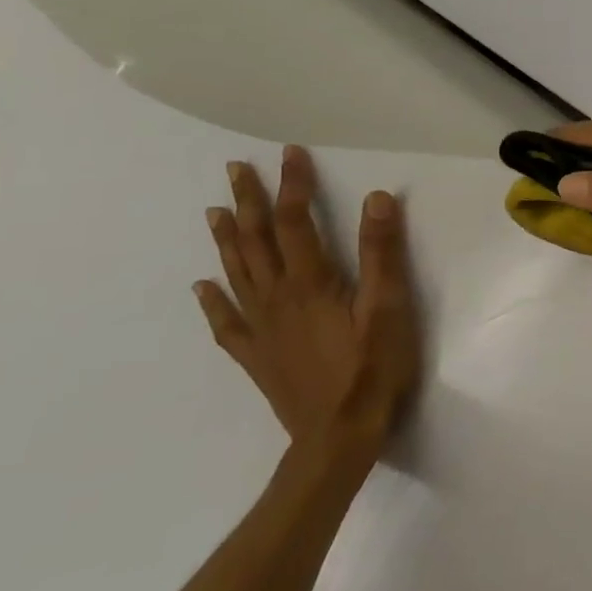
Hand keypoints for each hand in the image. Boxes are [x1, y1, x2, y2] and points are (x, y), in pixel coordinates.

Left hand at [195, 145, 419, 463]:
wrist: (339, 437)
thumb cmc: (372, 369)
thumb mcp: (389, 307)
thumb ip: (382, 253)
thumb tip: (377, 198)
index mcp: (310, 282)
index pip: (295, 221)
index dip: (293, 185)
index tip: (290, 153)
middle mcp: (277, 298)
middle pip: (256, 241)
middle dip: (248, 202)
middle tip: (236, 170)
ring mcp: (262, 329)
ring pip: (237, 274)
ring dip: (226, 239)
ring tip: (215, 210)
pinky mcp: (257, 357)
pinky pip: (227, 323)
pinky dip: (212, 301)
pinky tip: (202, 287)